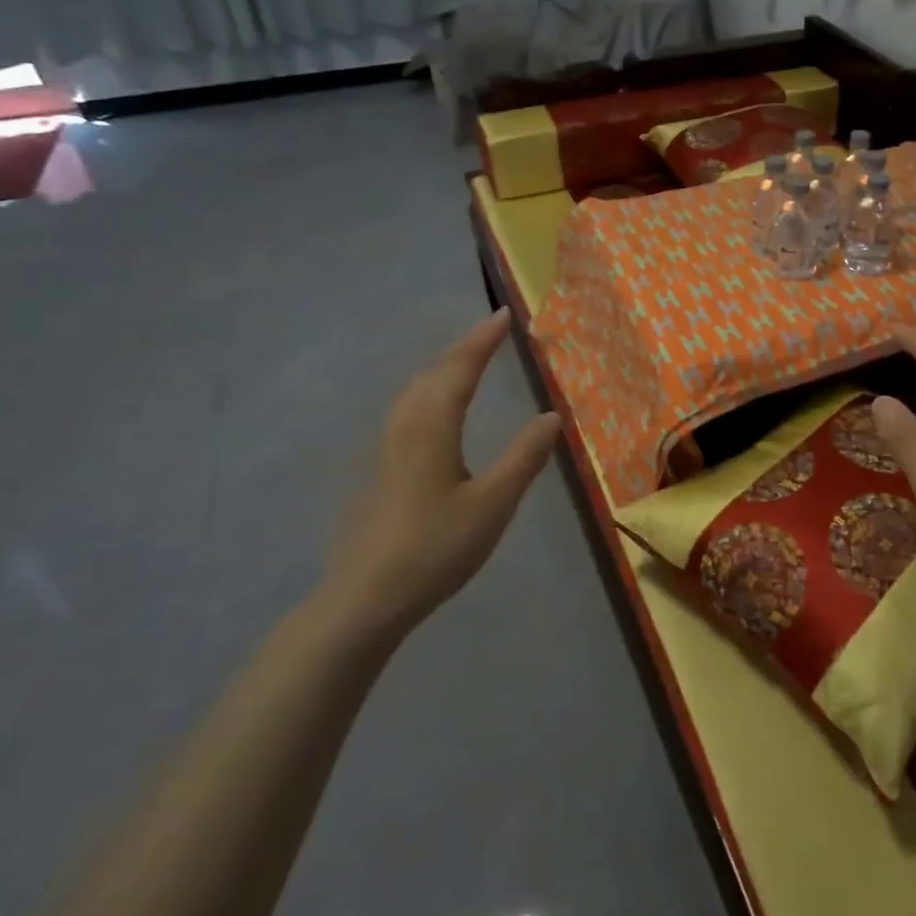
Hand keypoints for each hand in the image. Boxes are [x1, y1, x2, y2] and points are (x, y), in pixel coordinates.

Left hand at [319, 309, 561, 641]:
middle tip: (489, 332)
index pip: (459, 369)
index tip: (502, 315)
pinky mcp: (379, 470)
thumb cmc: (435, 548)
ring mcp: (386, 449)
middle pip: (432, 373)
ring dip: (442, 368)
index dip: (482, 341)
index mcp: (432, 427)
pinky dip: (429, 390)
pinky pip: (407, 410)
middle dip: (462, 348)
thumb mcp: (493, 504)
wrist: (364, 600)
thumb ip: (524, 457)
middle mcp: (405, 427)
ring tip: (465, 361)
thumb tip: (552, 415)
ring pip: (414, 391)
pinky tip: (433, 411)